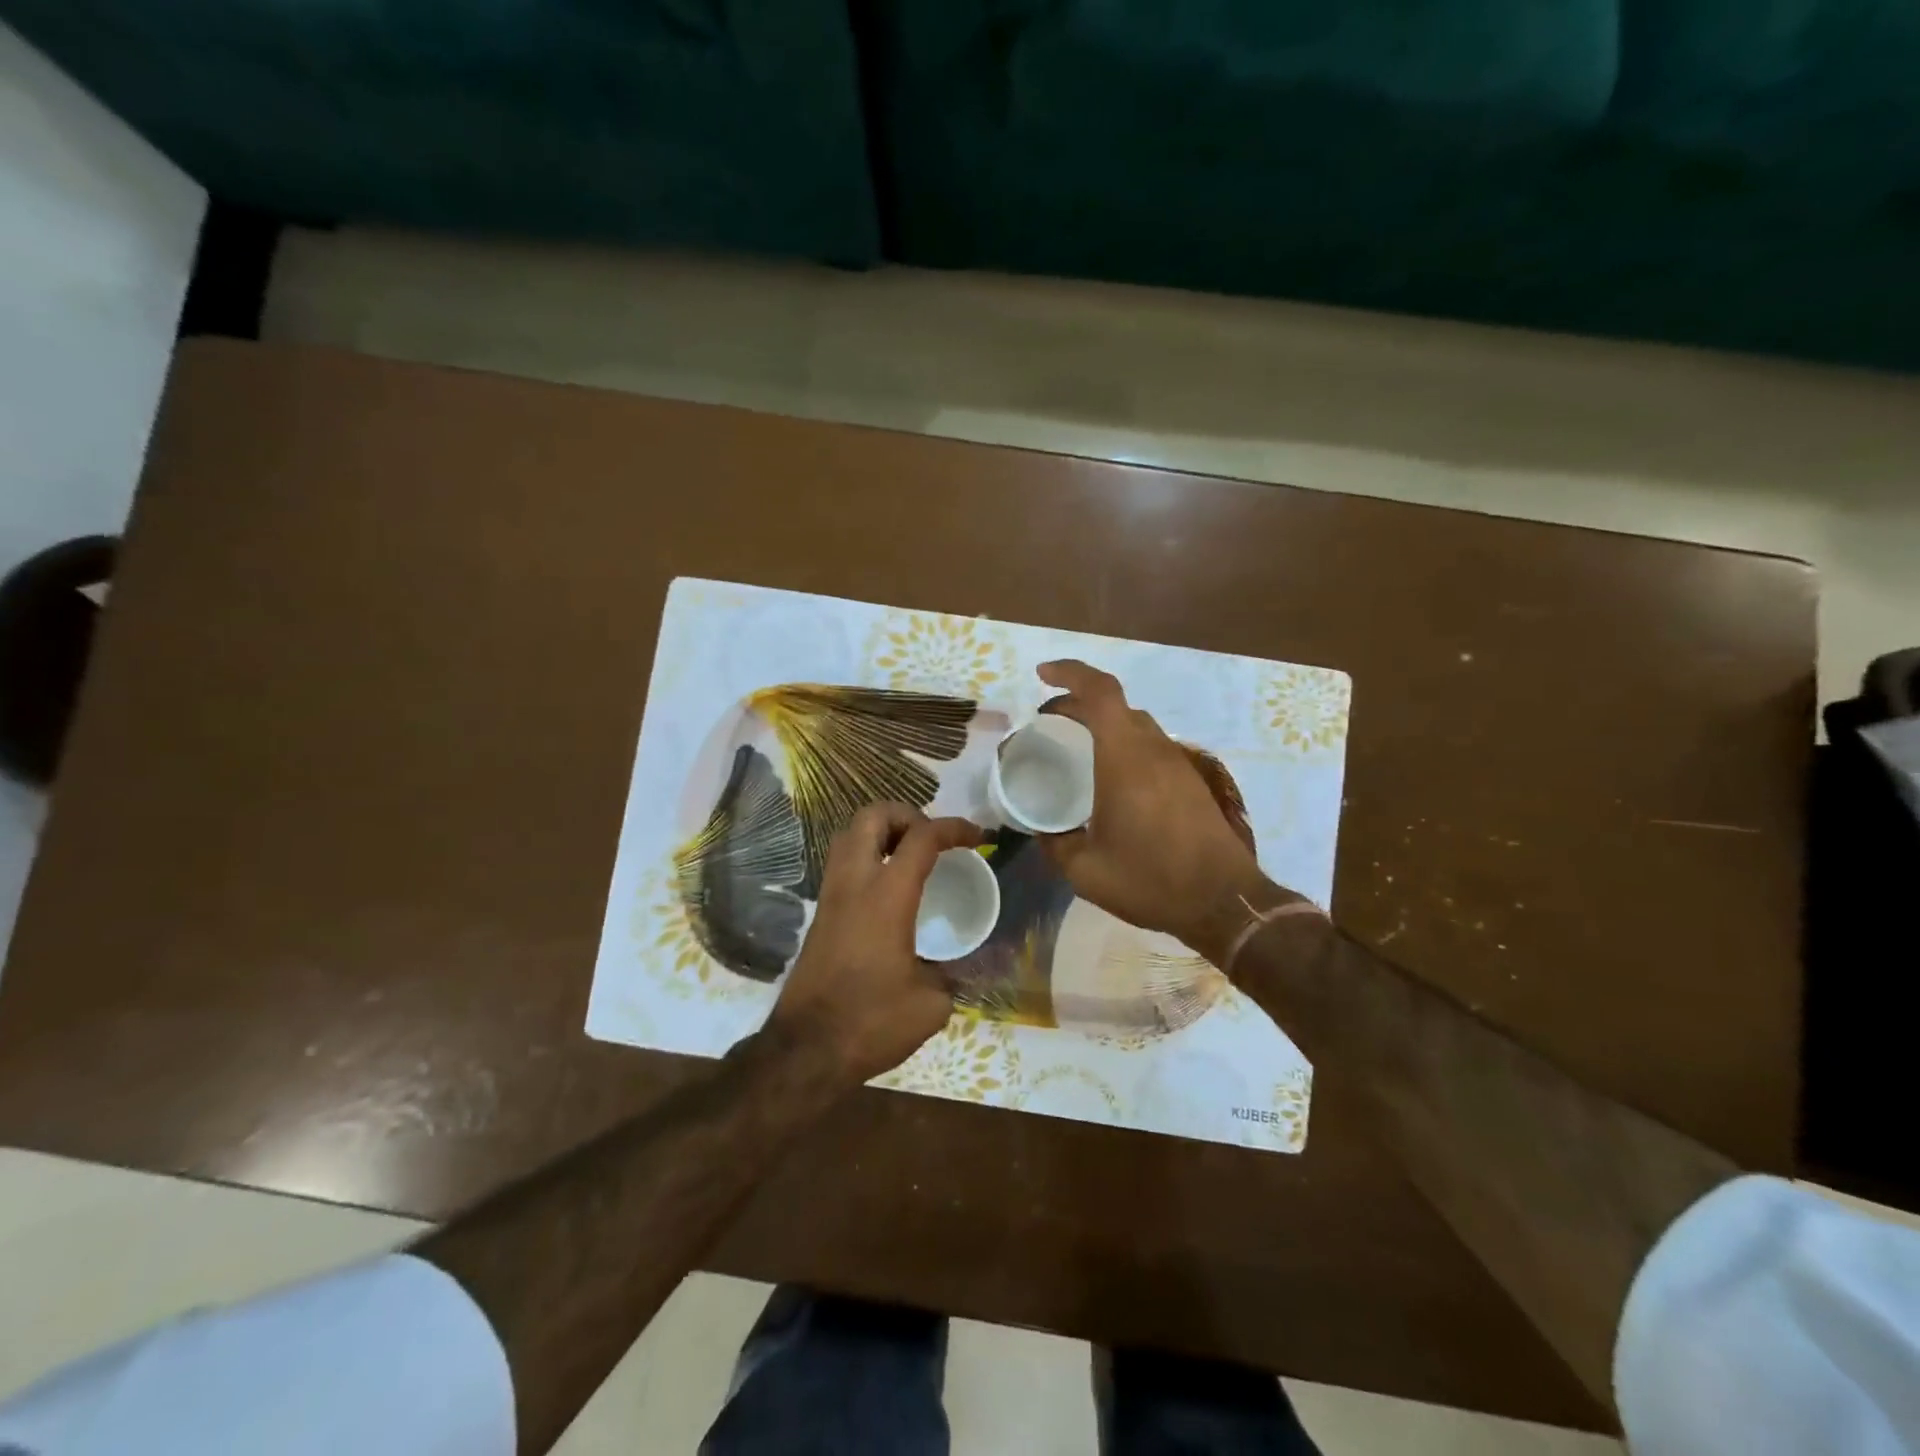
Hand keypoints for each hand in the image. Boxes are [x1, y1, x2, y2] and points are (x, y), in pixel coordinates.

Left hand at [766, 802, 982, 1085]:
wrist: (805, 1051)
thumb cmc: (871, 1022)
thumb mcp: (931, 1004)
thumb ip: (952, 975)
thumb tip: (960, 968)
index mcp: (886, 896)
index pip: (922, 838)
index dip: (954, 828)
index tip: (978, 837)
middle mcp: (854, 883)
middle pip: (872, 815)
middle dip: (907, 814)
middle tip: (932, 839)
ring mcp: (830, 896)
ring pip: (849, 834)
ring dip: (881, 831)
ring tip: (910, 856)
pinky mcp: (819, 914)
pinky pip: (841, 862)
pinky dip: (866, 855)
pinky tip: (888, 888)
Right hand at [1034, 660, 1288, 960]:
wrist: (1225, 902)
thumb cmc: (1151, 880)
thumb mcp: (1086, 870)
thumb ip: (1056, 845)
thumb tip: (1042, 831)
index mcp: (1125, 758)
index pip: (1100, 692)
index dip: (1070, 672)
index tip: (1041, 675)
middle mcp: (1153, 749)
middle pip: (1116, 705)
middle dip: (1078, 703)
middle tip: (1049, 722)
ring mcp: (1177, 763)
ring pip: (1136, 725)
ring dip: (1103, 725)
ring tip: (1075, 748)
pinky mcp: (1191, 781)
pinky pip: (1151, 747)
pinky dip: (1123, 745)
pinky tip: (1111, 780)